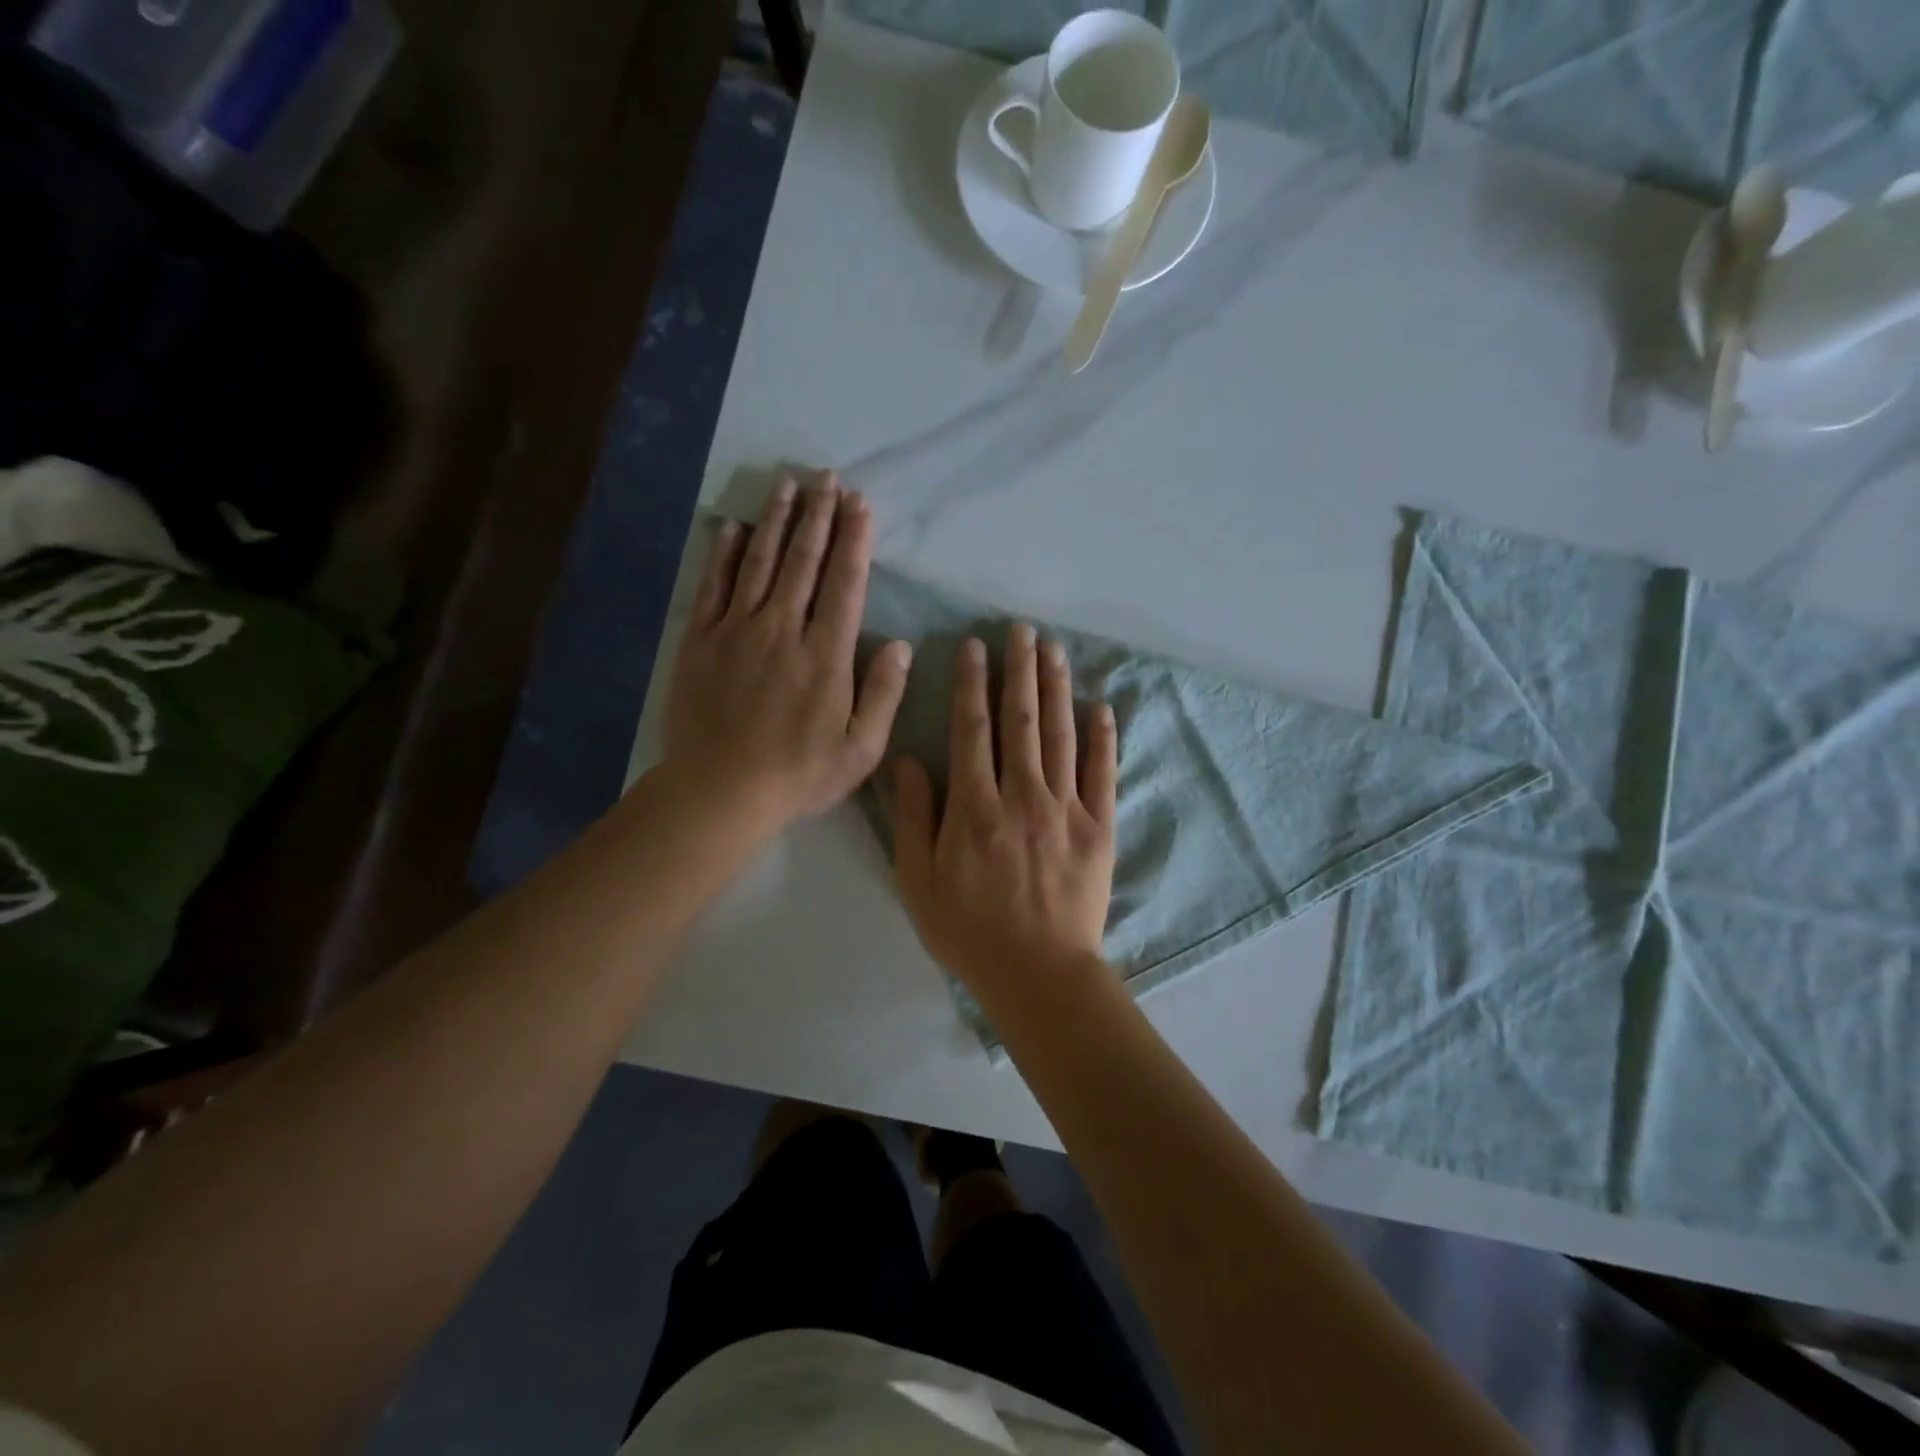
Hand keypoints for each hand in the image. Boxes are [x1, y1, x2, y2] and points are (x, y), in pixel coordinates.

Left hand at [662, 474, 911, 840]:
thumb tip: (901, 645)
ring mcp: (736, 631)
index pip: (845, 583)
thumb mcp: (861, 750)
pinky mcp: (699, 641)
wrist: (719, 791)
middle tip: (827, 479)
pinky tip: (732, 527)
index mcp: (825, 655)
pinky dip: (723, 553)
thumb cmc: (798, 774)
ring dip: (776, 521)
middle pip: (803, 561)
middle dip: (818, 516)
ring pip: (759, 563)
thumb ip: (884, 695)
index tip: (861, 505)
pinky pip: (712, 586)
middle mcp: (782, 629)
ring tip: (788, 485)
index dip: (855, 540)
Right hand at [892, 624, 1117, 1000]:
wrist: (1038, 973)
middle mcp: (1022, 794)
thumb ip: (912, 816)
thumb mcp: (918, 880)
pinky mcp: (1100, 827)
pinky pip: (1103, 772)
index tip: (975, 647)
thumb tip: (908, 760)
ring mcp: (1066, 808)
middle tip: (1022, 630)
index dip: (972, 684)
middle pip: (1021, 720)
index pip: (972, 729)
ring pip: (1060, 735)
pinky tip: (1102, 705)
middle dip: (1019, 671)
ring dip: (1056, 688)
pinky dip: (1103, 737)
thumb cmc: (969, 930)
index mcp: (975, 806)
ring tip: (1054, 650)